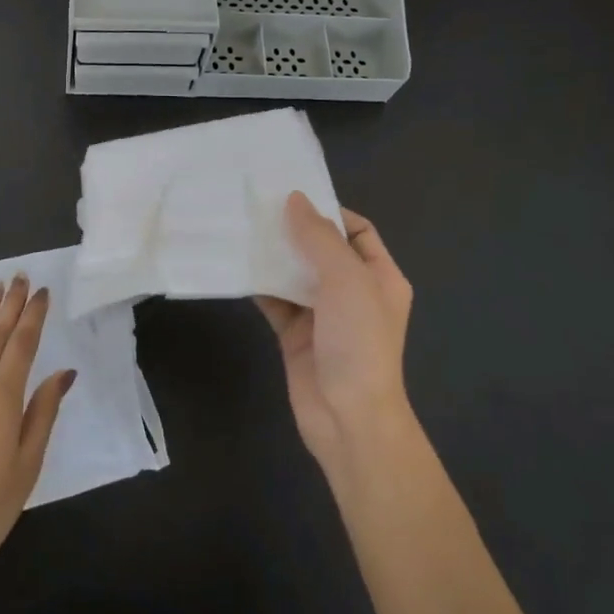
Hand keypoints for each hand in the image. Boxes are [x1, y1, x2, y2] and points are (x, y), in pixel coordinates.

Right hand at [256, 194, 414, 478]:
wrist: (348, 417)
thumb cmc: (358, 341)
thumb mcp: (346, 280)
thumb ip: (319, 238)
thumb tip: (295, 200)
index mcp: (379, 276)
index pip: (356, 231)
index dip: (329, 212)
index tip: (292, 196)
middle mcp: (352, 292)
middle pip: (321, 249)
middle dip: (293, 229)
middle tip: (256, 206)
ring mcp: (322, 314)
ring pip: (294, 274)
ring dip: (272, 255)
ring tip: (240, 228)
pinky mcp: (295, 334)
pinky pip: (275, 300)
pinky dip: (258, 285)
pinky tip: (234, 266)